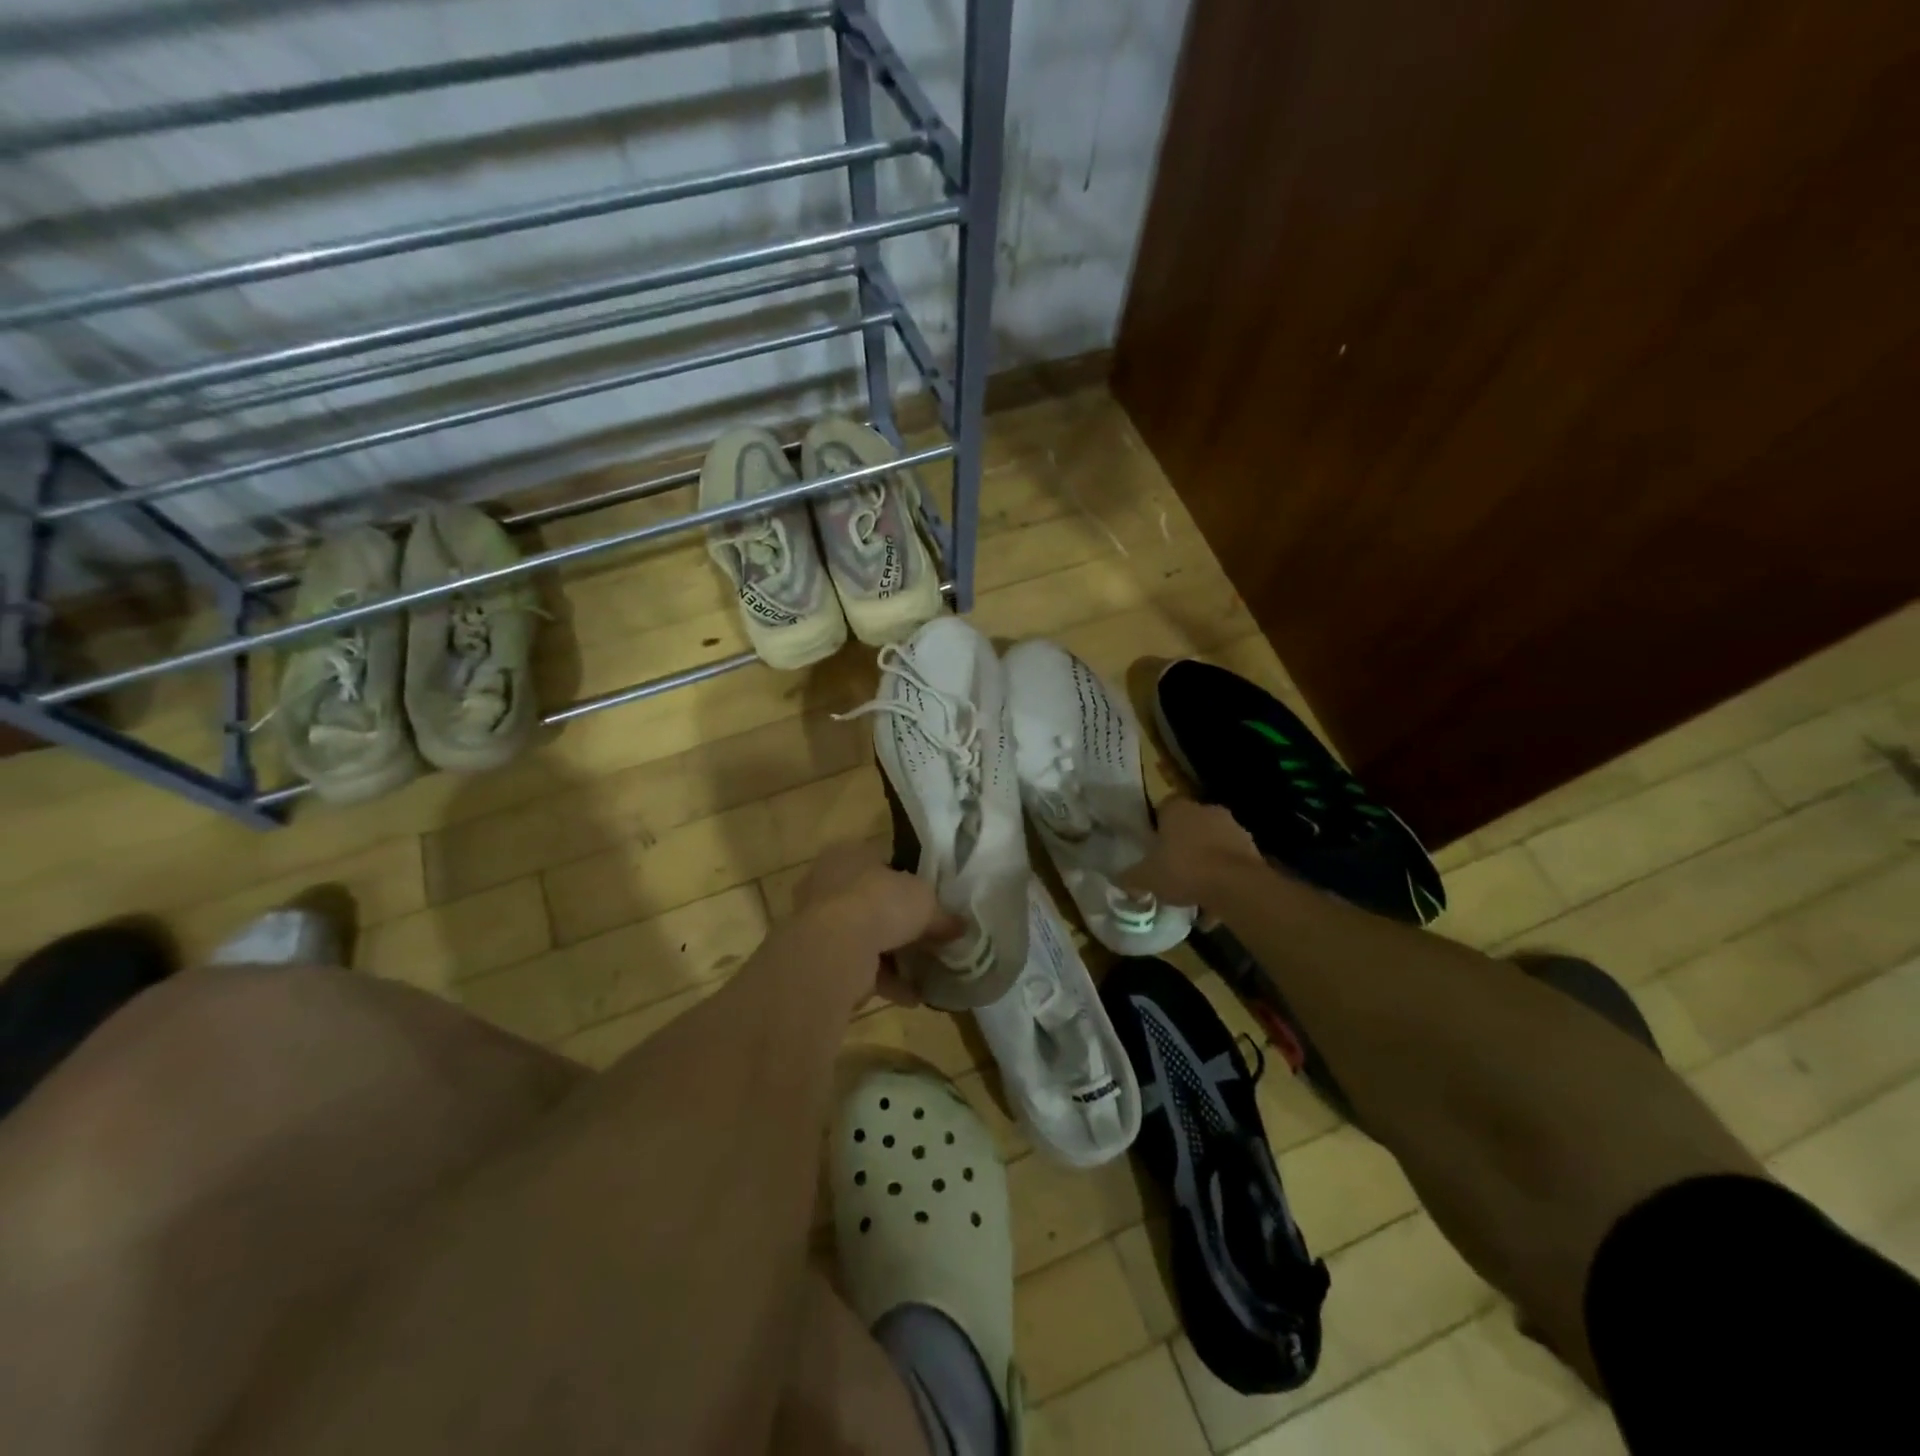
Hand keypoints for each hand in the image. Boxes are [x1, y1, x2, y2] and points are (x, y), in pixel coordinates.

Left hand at [789, 841, 960, 1006]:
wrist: (835, 949)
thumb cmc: (880, 903)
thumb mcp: (925, 901)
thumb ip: (942, 914)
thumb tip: (960, 926)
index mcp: (849, 854)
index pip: (882, 862)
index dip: (908, 881)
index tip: (930, 902)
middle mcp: (827, 884)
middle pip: (872, 902)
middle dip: (899, 923)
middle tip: (928, 939)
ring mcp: (819, 923)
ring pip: (864, 937)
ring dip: (893, 956)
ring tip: (925, 973)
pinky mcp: (819, 958)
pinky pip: (859, 968)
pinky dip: (885, 982)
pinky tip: (912, 997)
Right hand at [1117, 796, 1265, 907]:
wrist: (1235, 886)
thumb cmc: (1183, 870)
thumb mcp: (1146, 877)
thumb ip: (1131, 877)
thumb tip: (1119, 880)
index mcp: (1178, 809)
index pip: (1164, 808)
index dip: (1158, 827)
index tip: (1154, 847)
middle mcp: (1207, 811)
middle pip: (1191, 827)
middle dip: (1183, 847)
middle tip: (1172, 871)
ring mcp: (1234, 829)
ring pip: (1213, 846)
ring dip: (1206, 865)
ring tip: (1195, 895)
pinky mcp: (1253, 851)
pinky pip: (1231, 865)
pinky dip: (1224, 882)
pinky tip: (1214, 907)